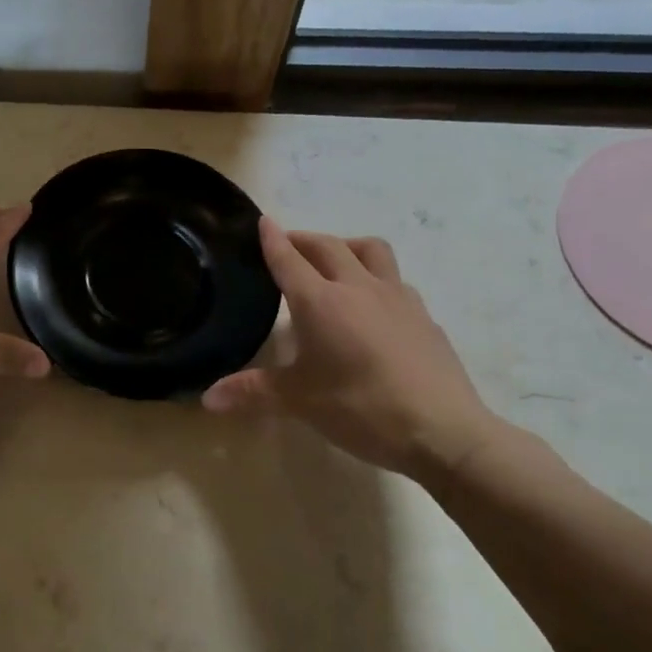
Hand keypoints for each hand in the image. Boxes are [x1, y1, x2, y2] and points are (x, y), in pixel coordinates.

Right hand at [203, 219, 501, 482]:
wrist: (443, 430)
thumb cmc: (361, 409)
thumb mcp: (300, 402)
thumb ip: (253, 392)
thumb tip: (208, 397)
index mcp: (321, 302)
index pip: (289, 260)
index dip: (273, 240)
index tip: (263, 221)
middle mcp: (359, 288)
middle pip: (329, 246)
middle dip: (304, 239)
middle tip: (287, 245)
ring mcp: (398, 298)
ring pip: (370, 251)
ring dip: (346, 246)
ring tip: (333, 261)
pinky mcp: (424, 316)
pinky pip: (394, 280)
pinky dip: (374, 277)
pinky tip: (372, 304)